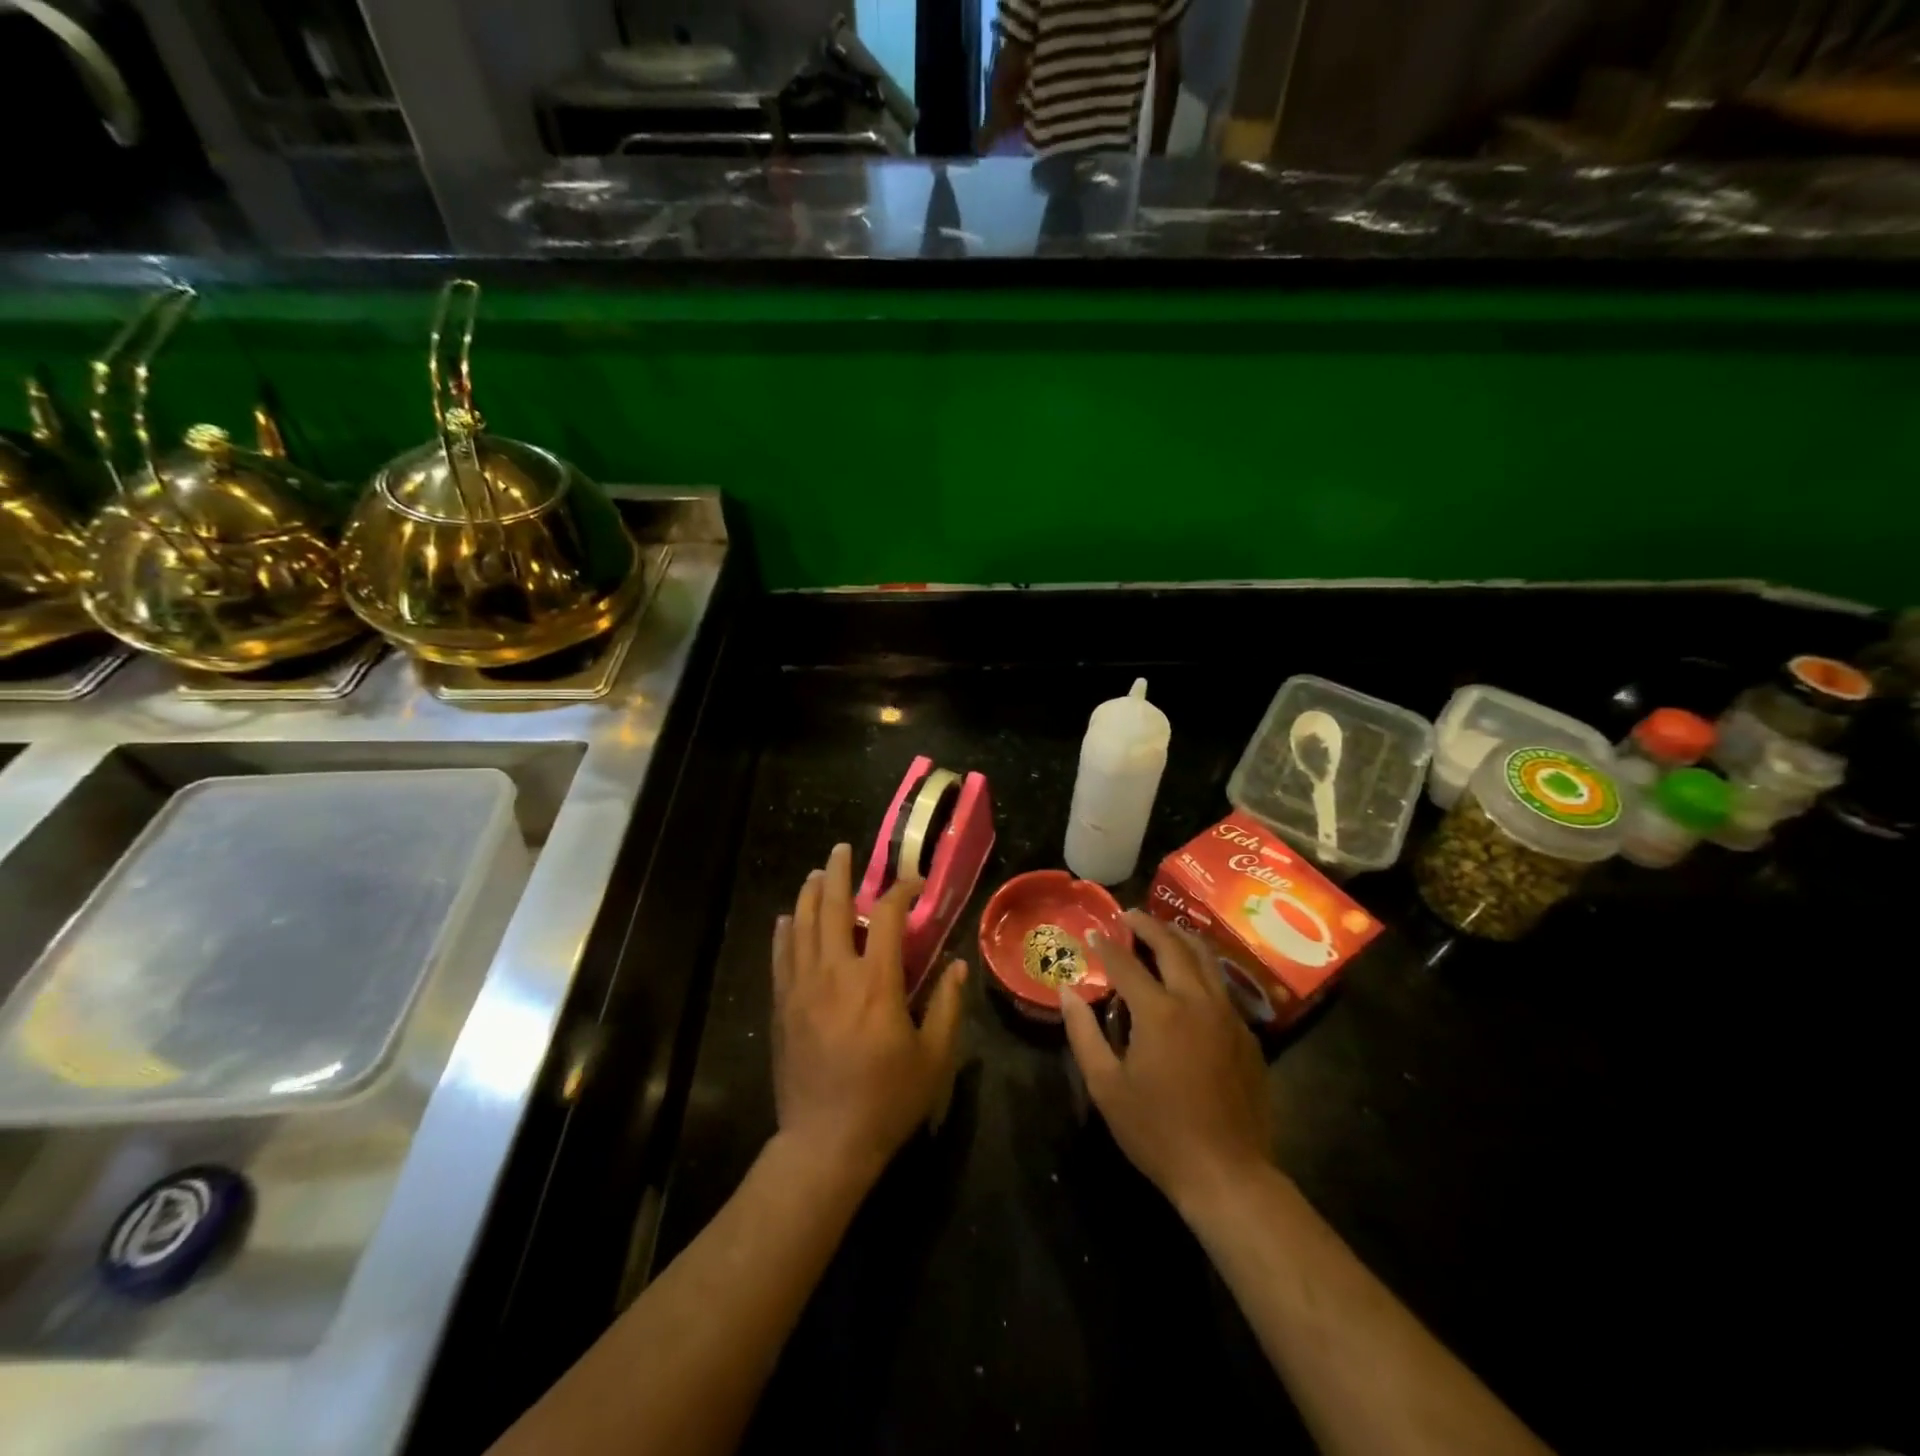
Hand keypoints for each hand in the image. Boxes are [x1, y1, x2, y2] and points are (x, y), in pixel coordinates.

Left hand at [770, 843, 967, 1185]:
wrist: (824, 1143)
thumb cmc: (887, 1100)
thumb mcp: (934, 1057)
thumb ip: (948, 1005)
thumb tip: (959, 964)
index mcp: (876, 982)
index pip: (885, 916)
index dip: (900, 891)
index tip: (913, 883)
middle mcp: (835, 974)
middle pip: (831, 908)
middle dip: (839, 873)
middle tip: (843, 850)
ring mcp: (802, 988)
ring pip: (801, 925)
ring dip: (809, 894)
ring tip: (816, 874)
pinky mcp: (782, 1007)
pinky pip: (781, 956)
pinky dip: (784, 931)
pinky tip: (787, 918)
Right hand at [1060, 911, 1274, 1219]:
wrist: (1228, 1173)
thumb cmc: (1157, 1132)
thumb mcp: (1106, 1086)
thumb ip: (1083, 1032)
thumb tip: (1066, 991)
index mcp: (1159, 1012)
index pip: (1126, 964)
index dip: (1107, 945)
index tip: (1094, 931)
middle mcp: (1196, 1001)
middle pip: (1173, 947)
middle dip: (1149, 925)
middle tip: (1131, 914)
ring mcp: (1228, 1016)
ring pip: (1206, 959)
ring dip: (1181, 938)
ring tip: (1164, 929)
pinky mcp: (1247, 1034)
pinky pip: (1222, 985)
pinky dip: (1203, 967)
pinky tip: (1193, 975)